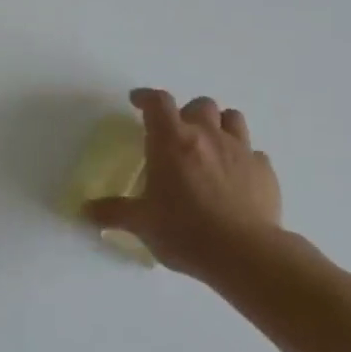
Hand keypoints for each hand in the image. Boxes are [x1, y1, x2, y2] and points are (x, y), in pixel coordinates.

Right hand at [85, 89, 284, 283]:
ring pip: (233, 118)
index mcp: (172, 142)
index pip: (158, 103)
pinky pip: (254, 153)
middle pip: (200, 105)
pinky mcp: (265, 171)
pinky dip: (241, 158)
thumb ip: (113, 212)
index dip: (146, 97)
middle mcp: (208, 137)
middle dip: (186, 113)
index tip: (137, 101)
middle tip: (175, 134)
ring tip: (208, 145)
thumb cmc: (184, 231)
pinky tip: (234, 177)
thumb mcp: (141, 223)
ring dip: (218, 125)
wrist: (245, 254)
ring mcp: (241, 151)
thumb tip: (85, 211)